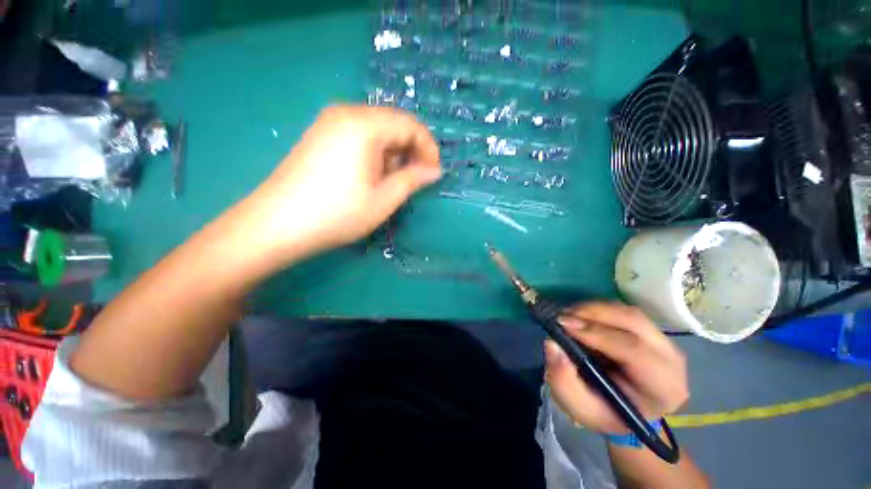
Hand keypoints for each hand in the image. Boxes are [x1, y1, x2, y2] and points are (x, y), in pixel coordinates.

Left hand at [246, 105, 440, 261]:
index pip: (410, 125)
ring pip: (377, 131)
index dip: (428, 149)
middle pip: (393, 124)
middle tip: (415, 180)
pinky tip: (372, 176)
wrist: (277, 225)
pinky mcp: (321, 135)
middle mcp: (346, 113)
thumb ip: (413, 180)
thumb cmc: (337, 214)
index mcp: (364, 125)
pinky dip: (375, 154)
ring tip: (393, 183)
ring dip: (393, 154)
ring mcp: (329, 123)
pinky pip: (359, 136)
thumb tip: (435, 171)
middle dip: (411, 152)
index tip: (434, 174)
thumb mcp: (384, 200)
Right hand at [544, 302, 688, 433]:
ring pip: (628, 312)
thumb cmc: (604, 412)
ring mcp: (664, 341)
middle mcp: (671, 360)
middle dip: (593, 313)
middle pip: (634, 322)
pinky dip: (598, 309)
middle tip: (561, 316)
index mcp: (662, 388)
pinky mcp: (650, 330)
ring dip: (593, 309)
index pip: (634, 351)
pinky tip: (580, 316)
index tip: (563, 325)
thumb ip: (564, 380)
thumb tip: (552, 344)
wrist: (624, 410)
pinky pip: (623, 311)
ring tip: (567, 315)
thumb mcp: (579, 406)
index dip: (597, 333)